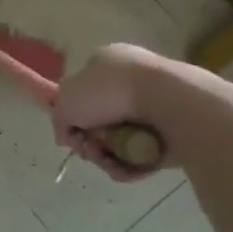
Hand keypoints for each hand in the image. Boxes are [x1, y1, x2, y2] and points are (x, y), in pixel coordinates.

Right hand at [53, 43, 168, 181]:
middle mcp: (131, 80)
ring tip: (109, 162)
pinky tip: (127, 169)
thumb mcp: (66, 102)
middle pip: (100, 120)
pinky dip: (132, 164)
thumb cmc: (110, 91)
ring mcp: (154, 105)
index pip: (82, 91)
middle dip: (91, 140)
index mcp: (106, 62)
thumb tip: (66, 136)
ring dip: (108, 156)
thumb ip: (59, 120)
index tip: (71, 133)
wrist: (168, 101)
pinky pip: (144, 152)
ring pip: (120, 140)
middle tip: (90, 150)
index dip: (73, 115)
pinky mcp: (173, 131)